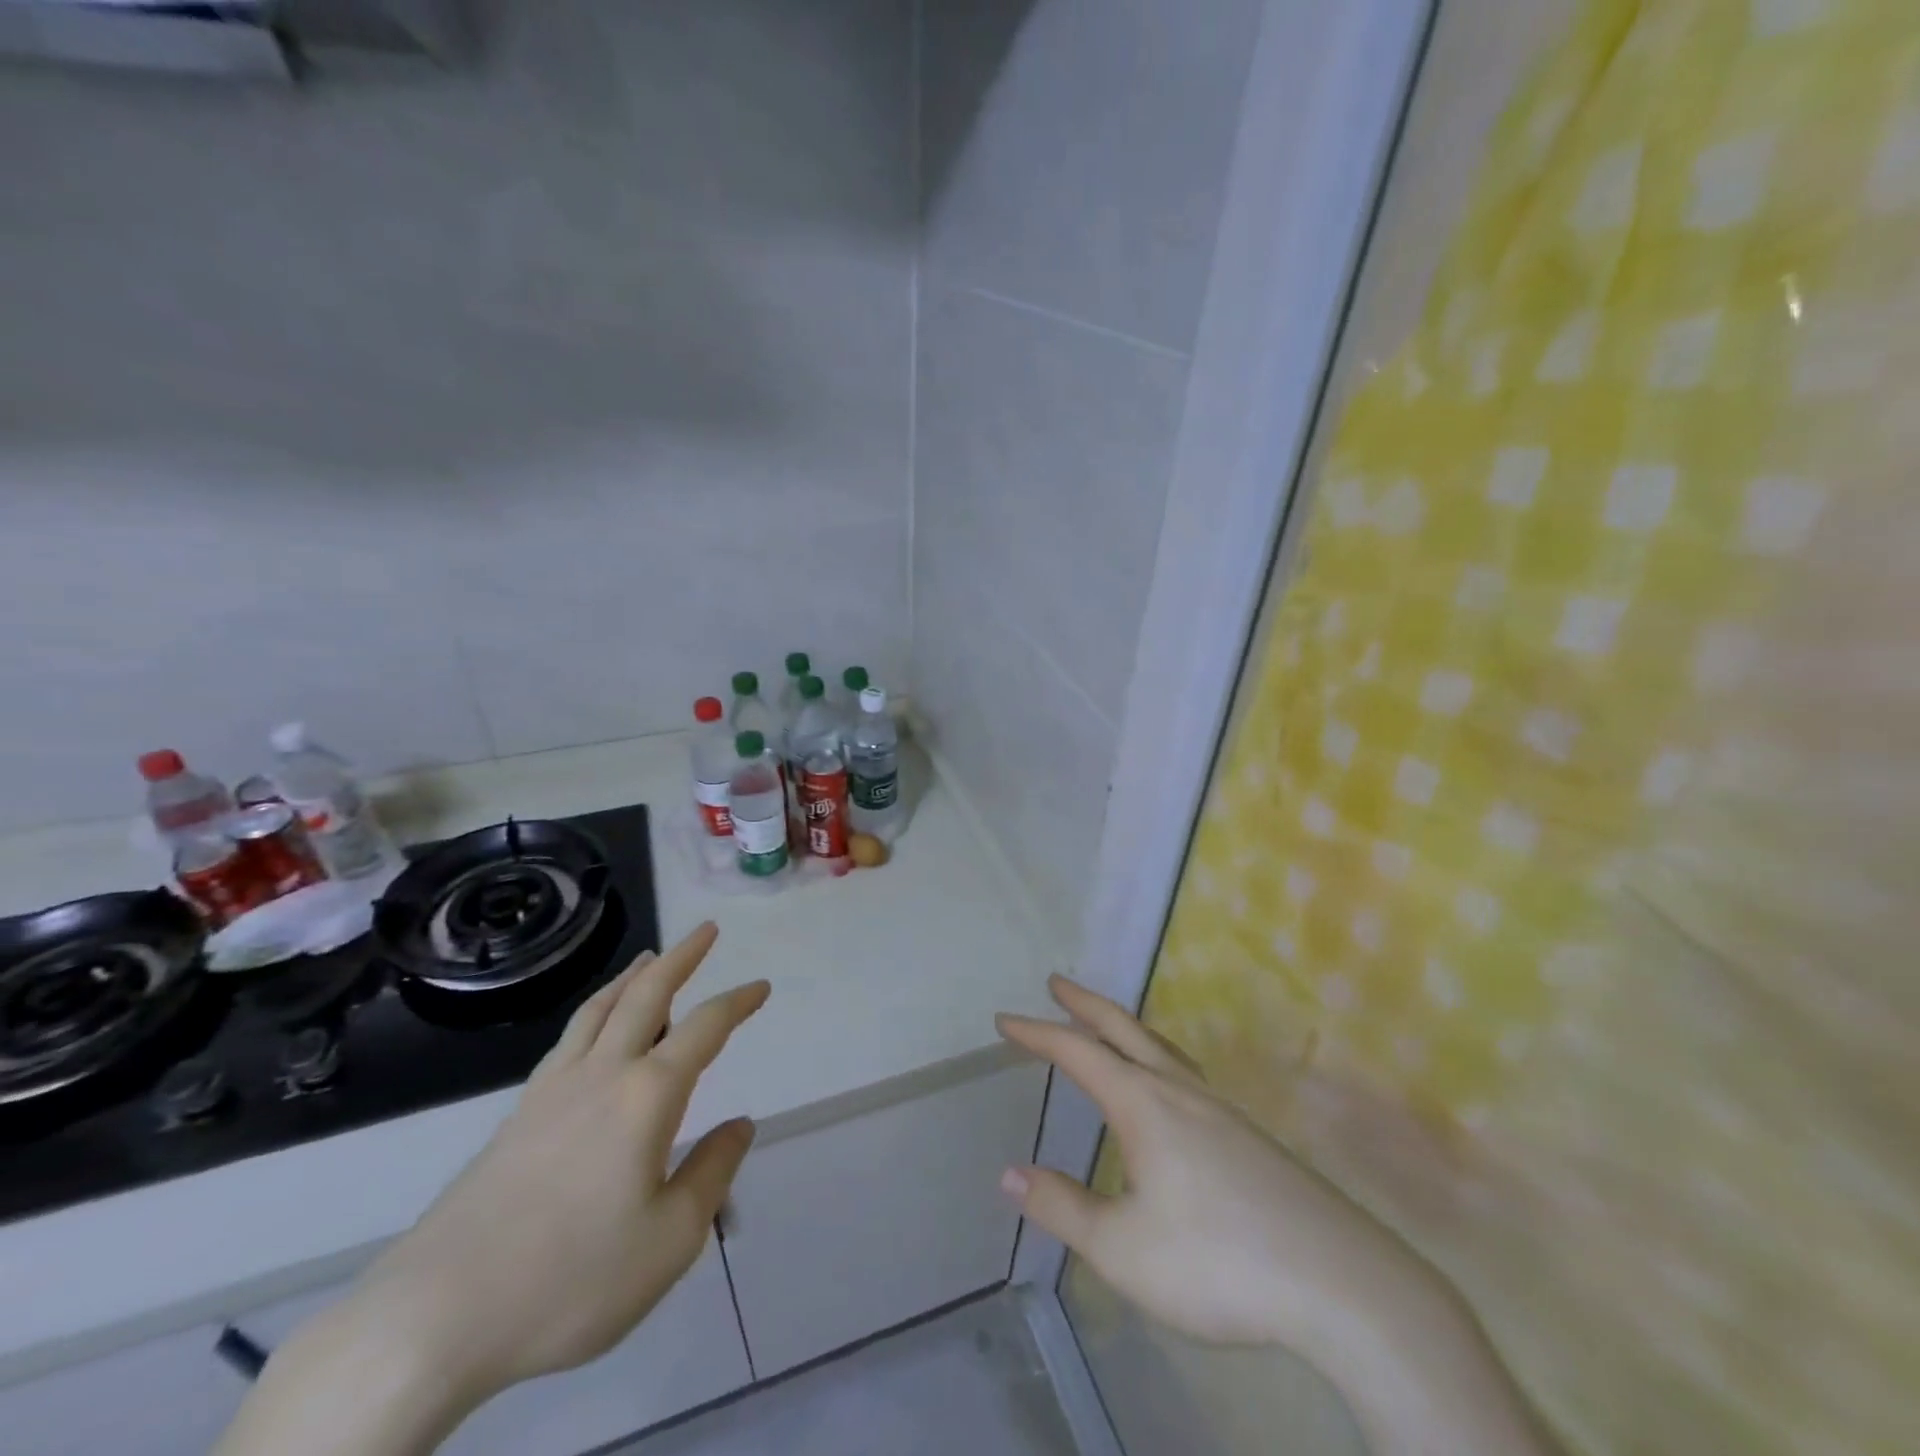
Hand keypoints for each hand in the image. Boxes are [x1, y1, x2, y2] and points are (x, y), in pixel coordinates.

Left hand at [359, 922, 767, 1394]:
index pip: (705, 1028)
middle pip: (646, 995)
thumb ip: (712, 1172)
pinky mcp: (517, 1115)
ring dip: (632, 977)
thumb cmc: (571, 1279)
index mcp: (647, 1096)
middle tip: (704, 930)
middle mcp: (602, 1074)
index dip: (738, 1002)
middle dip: (681, 957)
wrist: (436, 1316)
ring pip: (599, 1009)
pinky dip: (593, 1012)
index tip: (762, 987)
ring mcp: (553, 1090)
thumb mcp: (670, 1239)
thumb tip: (740, 1124)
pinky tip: (593, 1028)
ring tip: (649, 958)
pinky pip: (568, 1039)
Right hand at [996, 977, 1440, 1356]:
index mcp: (1144, 1105)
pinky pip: (1186, 1073)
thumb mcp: (1123, 1249)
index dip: (1037, 1033)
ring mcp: (1221, 1109)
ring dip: (1124, 1027)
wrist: (1342, 1284)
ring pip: (1161, 1047)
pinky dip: (1156, 1056)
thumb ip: (1063, 1208)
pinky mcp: (1249, 1135)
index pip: (1078, 1052)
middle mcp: (1180, 1091)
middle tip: (1056, 982)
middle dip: (1085, 1004)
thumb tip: (1008, 1174)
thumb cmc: (1219, 1262)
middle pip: (1124, 1029)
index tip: (1005, 1020)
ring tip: (1105, 1026)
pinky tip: (1167, 1088)